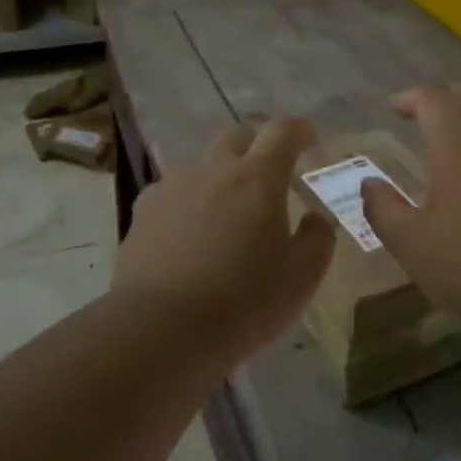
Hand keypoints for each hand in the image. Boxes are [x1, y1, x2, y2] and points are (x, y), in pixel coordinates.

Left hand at [110, 117, 335, 365]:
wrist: (160, 330)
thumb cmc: (243, 302)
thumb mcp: (302, 277)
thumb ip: (318, 238)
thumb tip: (315, 218)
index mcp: (257, 177)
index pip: (282, 131)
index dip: (298, 129)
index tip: (308, 140)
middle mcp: (213, 170)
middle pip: (238, 136)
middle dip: (258, 145)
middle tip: (270, 174)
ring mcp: (172, 187)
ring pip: (203, 166)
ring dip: (221, 177)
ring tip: (228, 213)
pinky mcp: (143, 212)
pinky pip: (173, 194)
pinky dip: (189, 203)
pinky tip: (190, 236)